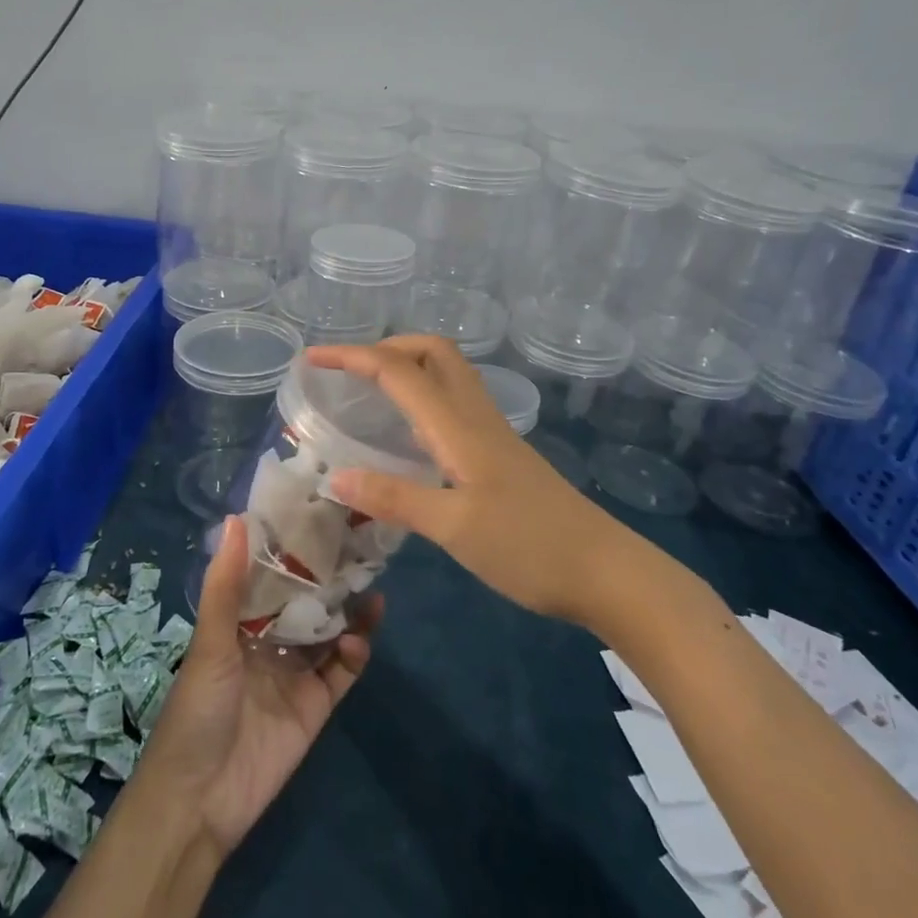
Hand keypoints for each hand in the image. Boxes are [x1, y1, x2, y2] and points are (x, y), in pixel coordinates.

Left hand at [136, 516, 379, 855]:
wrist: (201, 801)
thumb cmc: (197, 710)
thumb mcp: (210, 641)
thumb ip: (226, 583)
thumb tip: (236, 518)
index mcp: (238, 621)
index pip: (270, 575)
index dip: (292, 548)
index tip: (318, 513)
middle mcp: (268, 640)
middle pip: (305, 601)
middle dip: (328, 576)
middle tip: (359, 543)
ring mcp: (295, 673)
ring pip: (329, 631)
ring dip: (349, 610)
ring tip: (371, 583)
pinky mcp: (316, 704)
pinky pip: (342, 671)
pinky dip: (355, 651)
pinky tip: (360, 637)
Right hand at [307, 336, 619, 622]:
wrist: (605, 571)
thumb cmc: (530, 547)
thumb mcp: (455, 528)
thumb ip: (394, 499)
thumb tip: (335, 476)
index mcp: (458, 426)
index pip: (398, 370)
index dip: (353, 356)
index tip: (312, 358)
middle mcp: (475, 417)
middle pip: (432, 351)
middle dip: (387, 347)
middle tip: (349, 372)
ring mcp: (491, 434)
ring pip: (446, 375)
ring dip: (406, 368)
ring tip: (368, 392)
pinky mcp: (499, 455)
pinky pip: (453, 405)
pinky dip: (422, 399)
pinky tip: (407, 435)